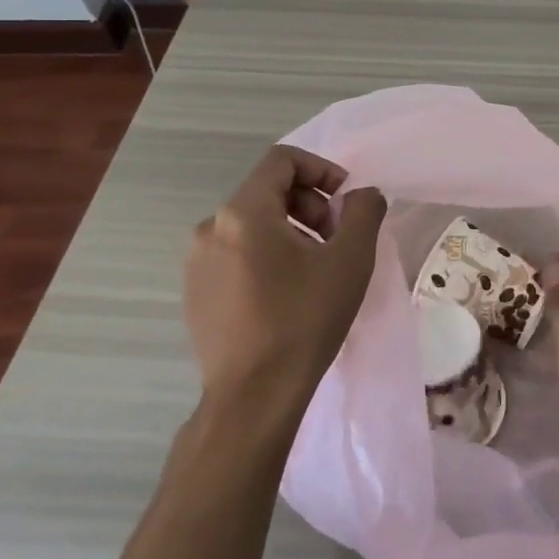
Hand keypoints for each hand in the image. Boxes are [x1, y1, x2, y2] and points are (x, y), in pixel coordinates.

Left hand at [183, 145, 386, 406]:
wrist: (254, 398)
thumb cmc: (304, 319)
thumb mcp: (351, 258)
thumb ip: (364, 211)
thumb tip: (362, 195)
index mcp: (243, 212)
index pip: (282, 161)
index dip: (321, 169)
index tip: (346, 200)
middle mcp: (210, 229)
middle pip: (267, 191)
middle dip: (310, 204)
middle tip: (336, 239)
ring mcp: (196, 263)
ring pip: (252, 225)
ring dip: (291, 231)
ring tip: (317, 268)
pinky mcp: (195, 293)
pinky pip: (236, 254)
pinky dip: (267, 256)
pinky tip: (288, 293)